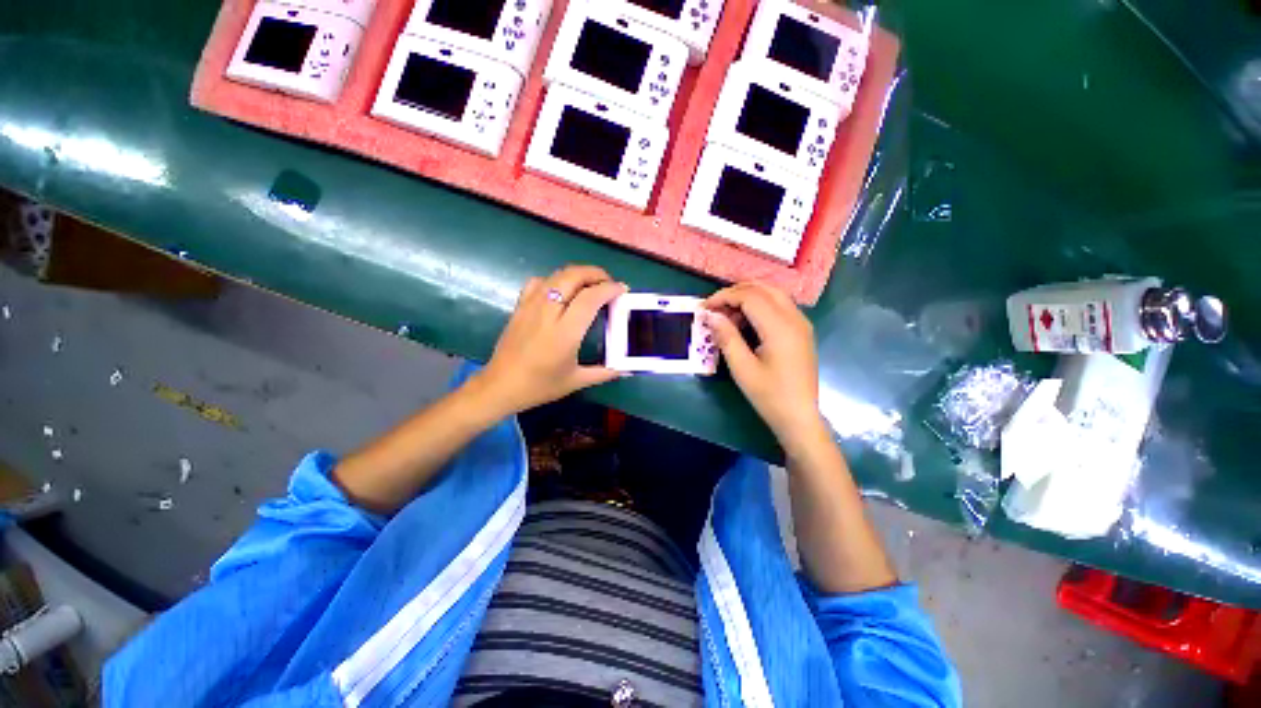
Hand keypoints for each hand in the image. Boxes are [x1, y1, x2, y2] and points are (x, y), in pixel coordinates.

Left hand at [474, 265, 626, 414]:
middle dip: (596, 274)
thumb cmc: (540, 386)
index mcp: (565, 333)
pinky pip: (539, 282)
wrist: (500, 386)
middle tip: (609, 284)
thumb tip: (627, 368)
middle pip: (573, 276)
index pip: (590, 298)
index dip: (609, 289)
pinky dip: (555, 279)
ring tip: (590, 284)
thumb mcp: (576, 381)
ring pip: (557, 275)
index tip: (622, 290)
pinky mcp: (520, 306)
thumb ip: (605, 372)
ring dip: (578, 274)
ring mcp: (531, 306)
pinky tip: (561, 291)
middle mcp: (548, 313)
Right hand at [703, 283, 825, 454]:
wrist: (800, 417)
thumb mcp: (742, 368)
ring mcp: (801, 323)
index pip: (749, 296)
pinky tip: (745, 323)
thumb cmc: (769, 396)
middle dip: (734, 293)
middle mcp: (794, 318)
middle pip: (762, 288)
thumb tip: (711, 315)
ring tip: (727, 316)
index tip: (704, 308)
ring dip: (747, 297)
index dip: (723, 297)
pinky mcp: (801, 330)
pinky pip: (779, 306)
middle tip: (714, 309)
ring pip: (772, 294)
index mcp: (780, 328)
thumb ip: (726, 337)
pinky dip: (759, 306)